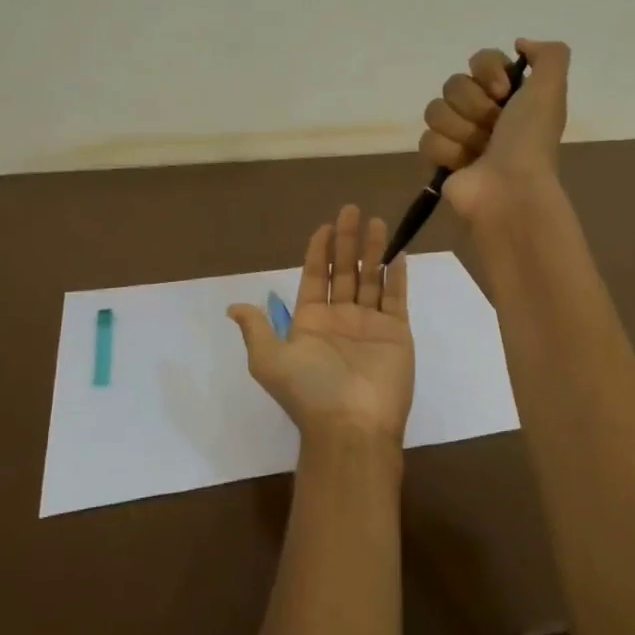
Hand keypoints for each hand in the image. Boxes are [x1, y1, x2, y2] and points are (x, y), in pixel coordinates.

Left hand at [228, 205, 414, 449]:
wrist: (352, 425)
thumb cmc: (310, 389)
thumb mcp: (270, 360)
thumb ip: (257, 329)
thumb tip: (234, 307)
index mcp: (310, 322)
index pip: (314, 277)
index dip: (318, 251)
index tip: (325, 225)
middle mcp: (340, 318)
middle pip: (344, 271)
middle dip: (347, 241)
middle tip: (352, 210)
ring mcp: (370, 324)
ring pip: (372, 278)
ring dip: (374, 250)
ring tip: (376, 222)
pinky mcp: (396, 332)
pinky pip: (397, 298)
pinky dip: (398, 277)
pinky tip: (399, 254)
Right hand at [418, 38, 570, 224]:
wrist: (510, 189)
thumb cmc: (529, 140)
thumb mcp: (551, 89)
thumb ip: (549, 55)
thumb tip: (520, 44)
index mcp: (510, 96)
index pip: (479, 60)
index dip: (487, 71)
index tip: (502, 91)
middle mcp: (484, 113)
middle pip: (454, 84)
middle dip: (474, 106)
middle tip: (493, 128)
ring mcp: (459, 137)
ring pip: (435, 110)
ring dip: (460, 130)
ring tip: (478, 151)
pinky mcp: (439, 161)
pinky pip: (426, 139)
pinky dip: (446, 152)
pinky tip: (463, 166)